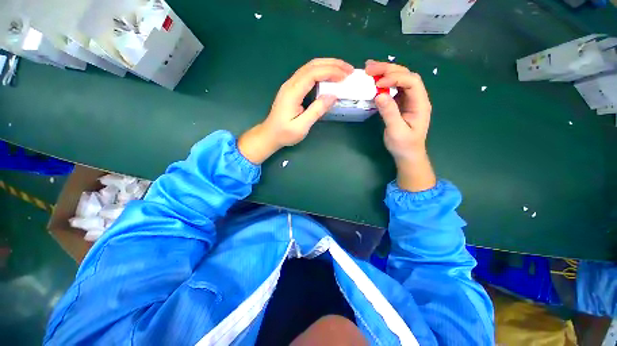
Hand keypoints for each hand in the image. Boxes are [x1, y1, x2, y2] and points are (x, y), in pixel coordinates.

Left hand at [238, 58, 352, 163]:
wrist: (269, 135)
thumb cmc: (285, 133)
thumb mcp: (301, 126)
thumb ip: (316, 111)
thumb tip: (333, 96)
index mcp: (292, 92)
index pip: (313, 73)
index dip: (331, 72)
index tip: (346, 76)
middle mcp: (291, 84)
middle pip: (312, 65)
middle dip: (332, 64)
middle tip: (349, 69)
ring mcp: (290, 85)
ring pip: (310, 67)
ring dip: (327, 66)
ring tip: (343, 70)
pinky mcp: (292, 89)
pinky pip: (308, 74)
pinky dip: (321, 72)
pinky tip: (329, 76)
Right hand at [365, 60, 435, 191]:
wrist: (407, 154)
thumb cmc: (404, 145)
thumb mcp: (396, 131)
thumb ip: (390, 113)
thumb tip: (379, 94)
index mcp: (420, 104)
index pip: (412, 82)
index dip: (395, 78)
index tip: (378, 84)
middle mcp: (416, 98)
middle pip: (406, 76)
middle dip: (388, 70)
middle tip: (369, 68)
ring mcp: (408, 99)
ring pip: (399, 79)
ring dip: (385, 72)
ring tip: (369, 69)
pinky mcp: (400, 103)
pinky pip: (393, 88)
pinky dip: (383, 82)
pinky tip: (374, 80)